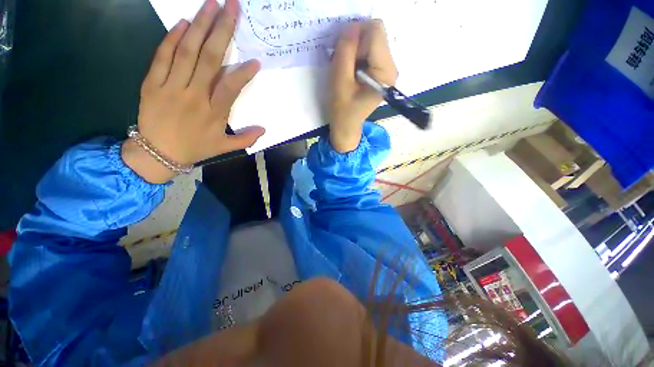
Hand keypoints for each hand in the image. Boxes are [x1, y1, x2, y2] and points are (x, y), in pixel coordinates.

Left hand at [122, 0, 263, 183]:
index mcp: (213, 113)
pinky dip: (172, 38)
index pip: (231, 87)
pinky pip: (162, 56)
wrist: (157, 153)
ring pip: (186, 51)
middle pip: (209, 59)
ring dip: (200, 25)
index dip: (243, 73)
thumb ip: (246, 139)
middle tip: (232, 6)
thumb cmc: (195, 148)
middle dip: (222, 31)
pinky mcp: (152, 83)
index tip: (255, 60)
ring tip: (211, 4)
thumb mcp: (224, 147)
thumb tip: (264, 130)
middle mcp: (194, 95)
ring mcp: (171, 86)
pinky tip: (183, 22)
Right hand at [329, 20, 397, 152]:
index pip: (376, 31)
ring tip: (345, 69)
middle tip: (342, 61)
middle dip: (356, 42)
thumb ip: (346, 51)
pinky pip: (370, 52)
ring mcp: (387, 70)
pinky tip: (350, 71)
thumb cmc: (342, 109)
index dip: (356, 34)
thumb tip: (351, 26)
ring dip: (355, 50)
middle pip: (376, 35)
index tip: (342, 51)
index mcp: (384, 72)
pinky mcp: (381, 72)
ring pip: (372, 42)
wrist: (347, 126)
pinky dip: (357, 56)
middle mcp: (391, 67)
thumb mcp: (340, 79)